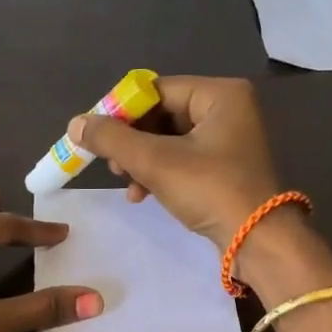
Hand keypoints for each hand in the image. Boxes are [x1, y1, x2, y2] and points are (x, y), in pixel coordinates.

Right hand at [68, 76, 280, 249]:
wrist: (256, 241)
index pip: (156, 90)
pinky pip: (181, 160)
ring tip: (127, 184)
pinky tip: (142, 195)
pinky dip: (158, 174)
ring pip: (168, 141)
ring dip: (141, 161)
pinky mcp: (224, 168)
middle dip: (132, 142)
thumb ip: (112, 139)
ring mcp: (228, 140)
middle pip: (161, 115)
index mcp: (220, 94)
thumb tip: (75, 124)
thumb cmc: (210, 190)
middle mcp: (228, 109)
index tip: (97, 138)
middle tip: (113, 166)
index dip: (122, 112)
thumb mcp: (156, 162)